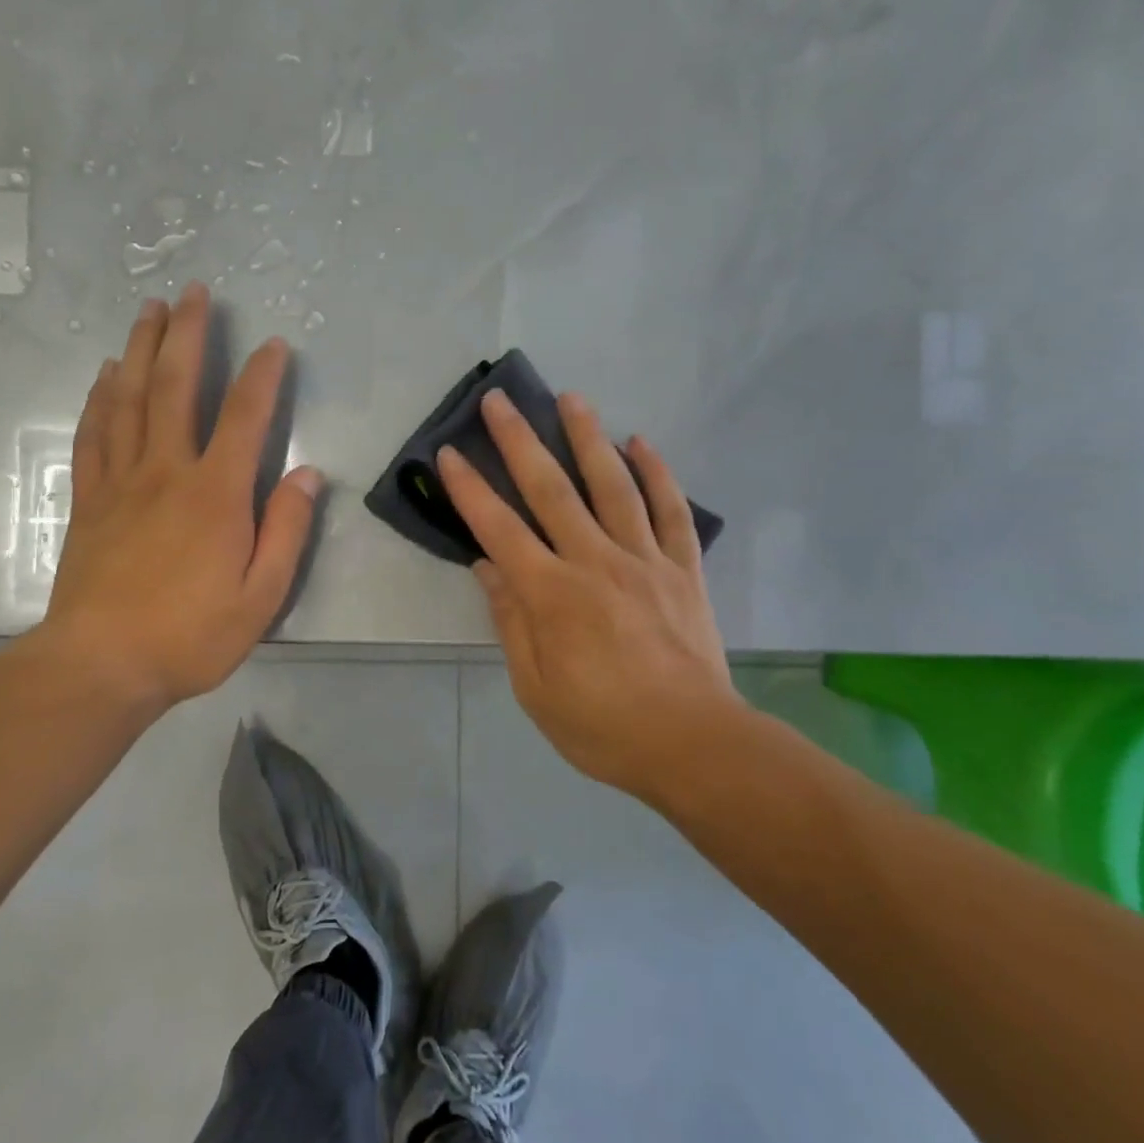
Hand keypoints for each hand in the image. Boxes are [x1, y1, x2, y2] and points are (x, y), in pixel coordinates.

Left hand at [32, 284, 321, 714]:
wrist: (101, 664)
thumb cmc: (190, 636)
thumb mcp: (261, 596)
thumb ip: (286, 531)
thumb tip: (308, 474)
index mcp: (216, 494)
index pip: (246, 418)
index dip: (264, 376)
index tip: (275, 344)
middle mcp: (166, 472)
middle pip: (176, 387)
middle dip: (188, 335)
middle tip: (193, 291)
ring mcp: (121, 482)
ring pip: (130, 399)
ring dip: (142, 349)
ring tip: (149, 311)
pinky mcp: (89, 500)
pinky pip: (94, 435)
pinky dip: (100, 398)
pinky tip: (106, 375)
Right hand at [436, 390, 738, 802]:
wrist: (694, 744)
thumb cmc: (603, 726)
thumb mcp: (535, 688)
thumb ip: (511, 622)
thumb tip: (486, 567)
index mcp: (552, 595)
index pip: (499, 529)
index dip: (470, 489)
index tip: (449, 453)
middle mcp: (595, 562)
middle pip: (551, 490)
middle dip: (520, 441)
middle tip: (500, 399)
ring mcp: (644, 560)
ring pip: (613, 485)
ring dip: (588, 437)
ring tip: (571, 398)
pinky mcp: (684, 568)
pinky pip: (671, 511)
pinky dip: (657, 473)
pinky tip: (641, 443)